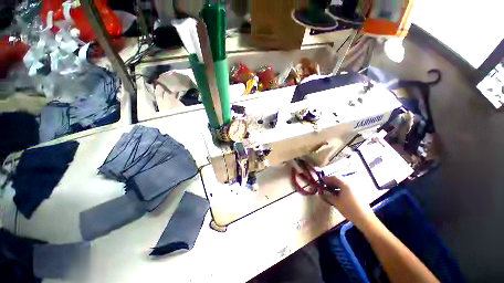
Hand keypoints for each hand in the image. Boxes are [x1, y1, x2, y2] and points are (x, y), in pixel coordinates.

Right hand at [322, 176, 376, 226]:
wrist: (365, 219)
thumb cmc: (349, 209)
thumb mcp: (336, 202)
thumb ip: (327, 196)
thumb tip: (321, 193)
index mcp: (345, 184)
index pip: (333, 177)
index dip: (326, 179)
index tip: (321, 182)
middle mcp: (350, 184)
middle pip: (338, 180)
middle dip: (330, 183)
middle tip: (324, 187)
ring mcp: (355, 189)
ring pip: (343, 184)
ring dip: (335, 186)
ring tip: (330, 192)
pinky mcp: (357, 194)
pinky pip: (347, 188)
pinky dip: (341, 190)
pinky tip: (337, 195)